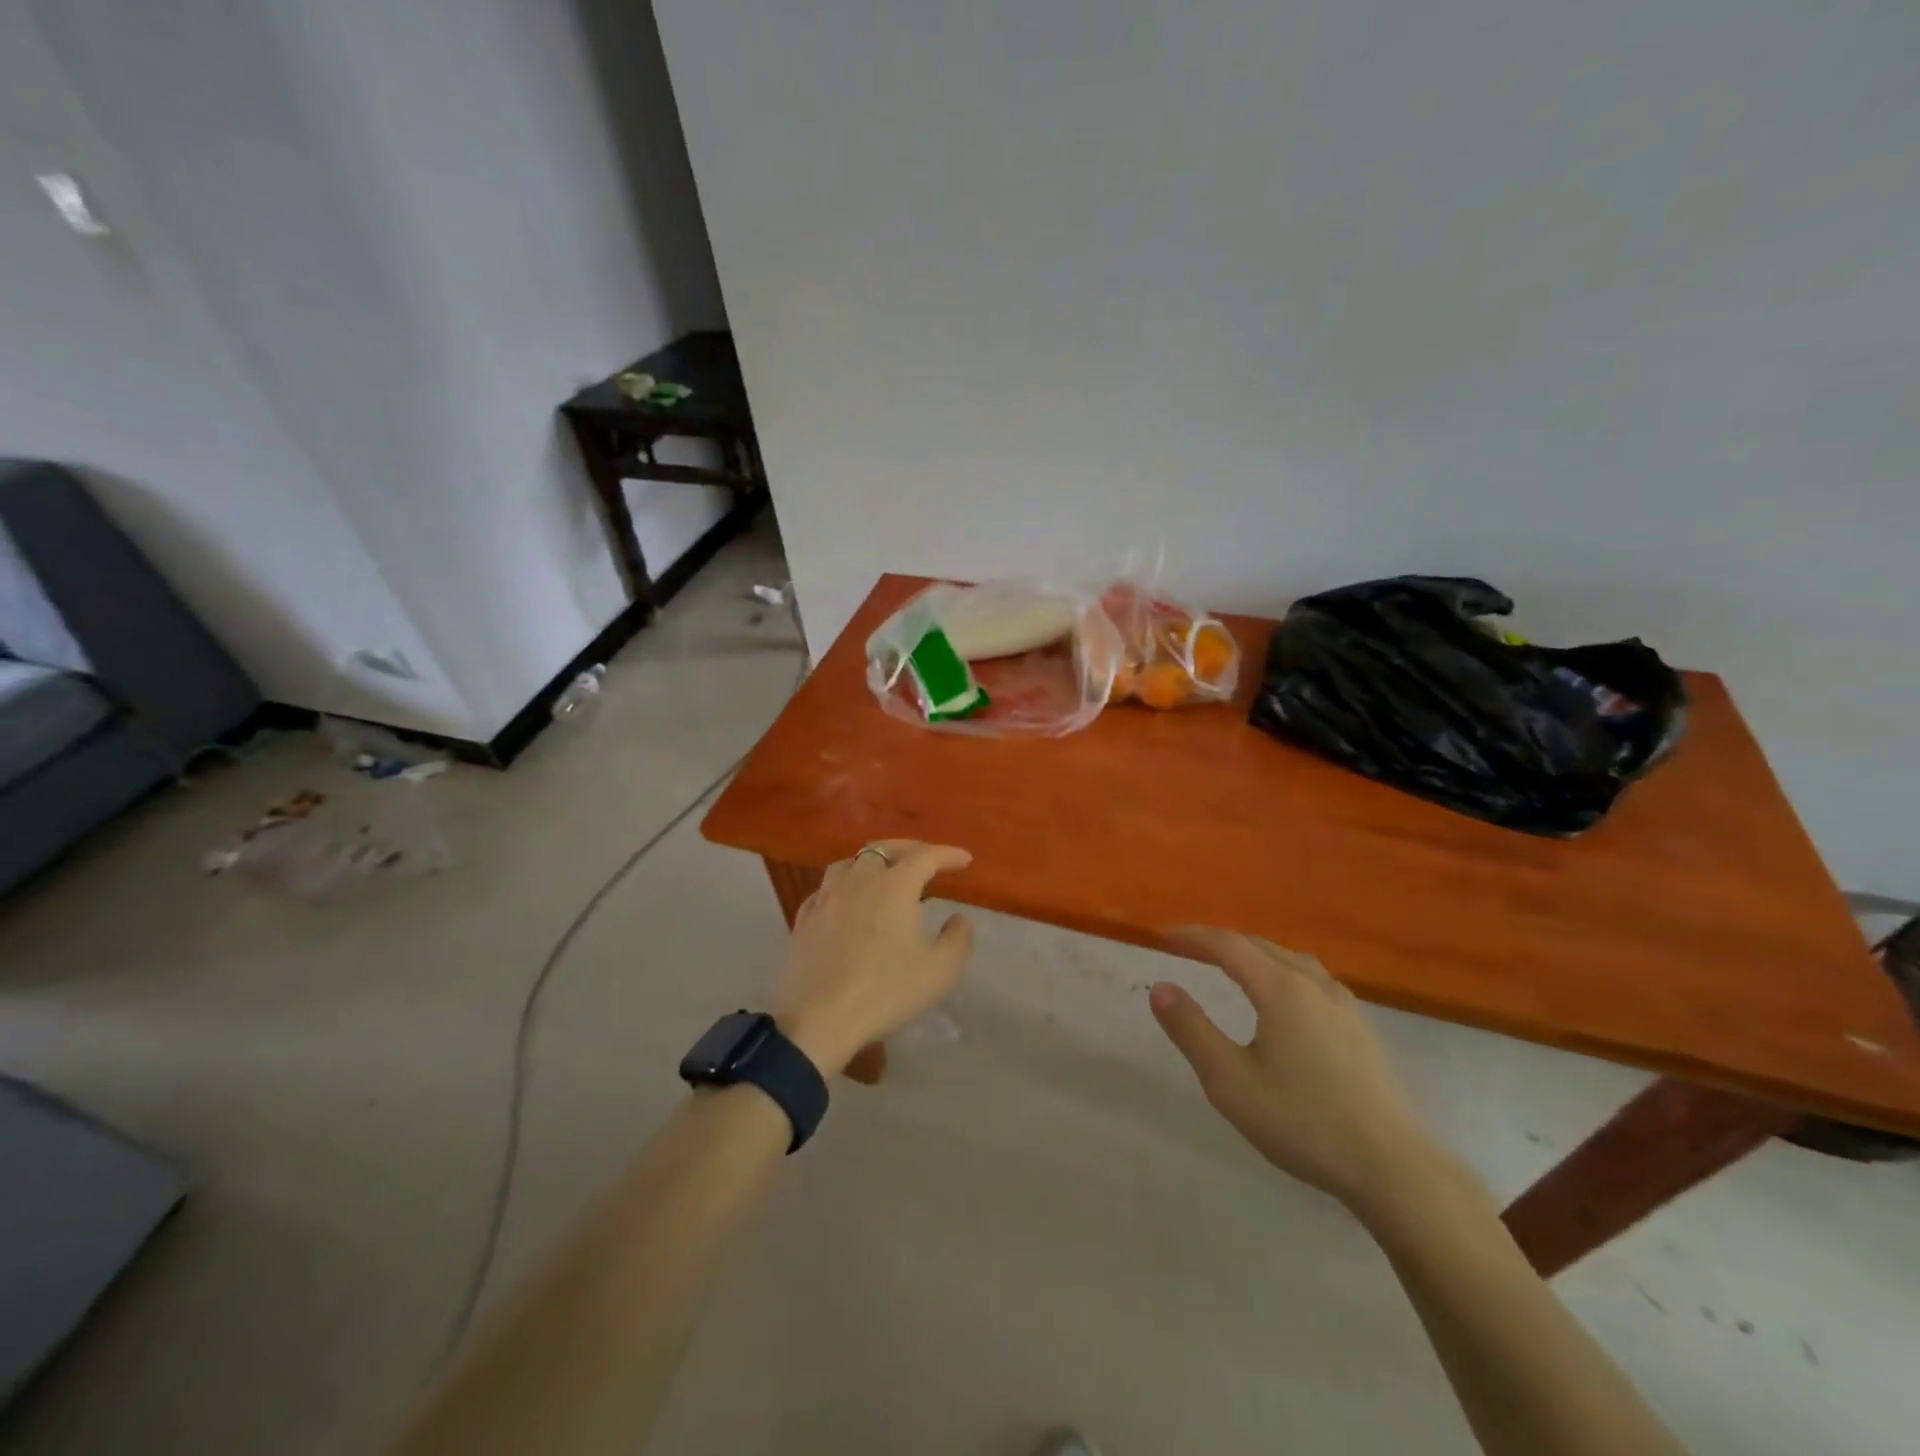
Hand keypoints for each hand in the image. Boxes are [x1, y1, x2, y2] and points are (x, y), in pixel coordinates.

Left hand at [772, 841, 975, 1075]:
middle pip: (884, 849)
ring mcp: (826, 896)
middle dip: (910, 849)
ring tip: (886, 875)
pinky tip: (849, 901)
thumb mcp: (938, 971)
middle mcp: (859, 880)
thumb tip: (959, 918)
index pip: (925, 856)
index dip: (948, 854)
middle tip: (928, 860)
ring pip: (851, 862)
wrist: (817, 1020)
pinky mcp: (805, 917)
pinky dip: (846, 884)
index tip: (965, 860)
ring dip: (874, 862)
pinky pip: (828, 886)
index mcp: (894, 886)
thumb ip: (957, 939)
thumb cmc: (884, 991)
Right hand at [1150, 927, 1434, 1216]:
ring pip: (1293, 961)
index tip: (1165, 936)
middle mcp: (1315, 985)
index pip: (1229, 945)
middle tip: (1191, 949)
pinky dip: (1284, 973)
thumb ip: (1191, 1030)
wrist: (1393, 1168)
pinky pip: (1315, 981)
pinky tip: (1286, 1001)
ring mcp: (1345, 1006)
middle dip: (1222, 942)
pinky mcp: (1363, 1030)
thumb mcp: (1229, 1081)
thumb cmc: (1302, 1121)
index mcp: (1281, 989)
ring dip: (1257, 955)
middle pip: (1262, 946)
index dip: (1194, 936)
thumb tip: (1160, 988)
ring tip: (1235, 967)